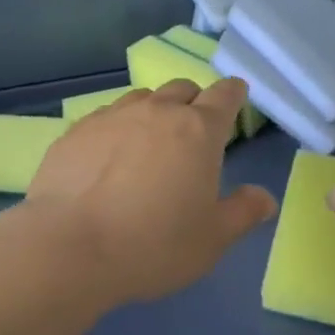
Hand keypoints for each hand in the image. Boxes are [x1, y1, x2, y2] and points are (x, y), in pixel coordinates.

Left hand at [24, 79, 278, 306]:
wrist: (68, 246)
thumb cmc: (153, 245)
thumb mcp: (211, 240)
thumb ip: (242, 213)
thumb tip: (265, 198)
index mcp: (198, 130)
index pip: (224, 95)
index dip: (233, 93)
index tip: (236, 96)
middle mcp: (157, 111)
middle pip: (183, 88)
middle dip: (194, 101)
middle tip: (194, 129)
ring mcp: (112, 116)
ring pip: (142, 98)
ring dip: (154, 111)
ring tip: (150, 141)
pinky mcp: (76, 130)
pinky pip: (106, 116)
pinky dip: (117, 127)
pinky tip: (108, 156)